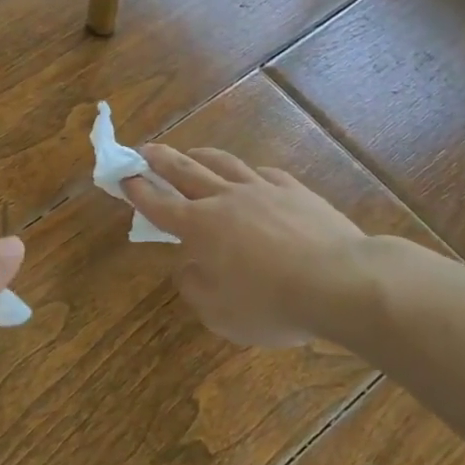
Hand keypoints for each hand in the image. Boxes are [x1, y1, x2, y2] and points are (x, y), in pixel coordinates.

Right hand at [123, 146, 379, 347]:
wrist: (342, 282)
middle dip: (160, 160)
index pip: (159, 204)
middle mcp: (225, 200)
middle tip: (144, 150)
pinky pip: (264, 174)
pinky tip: (250, 175)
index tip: (123, 176)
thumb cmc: (273, 304)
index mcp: (200, 228)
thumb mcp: (221, 314)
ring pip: (223, 164)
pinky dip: (248, 172)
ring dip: (200, 156)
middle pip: (185, 172)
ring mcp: (262, 190)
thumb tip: (188, 267)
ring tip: (190, 152)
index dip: (138, 190)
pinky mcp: (295, 191)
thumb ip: (195, 288)